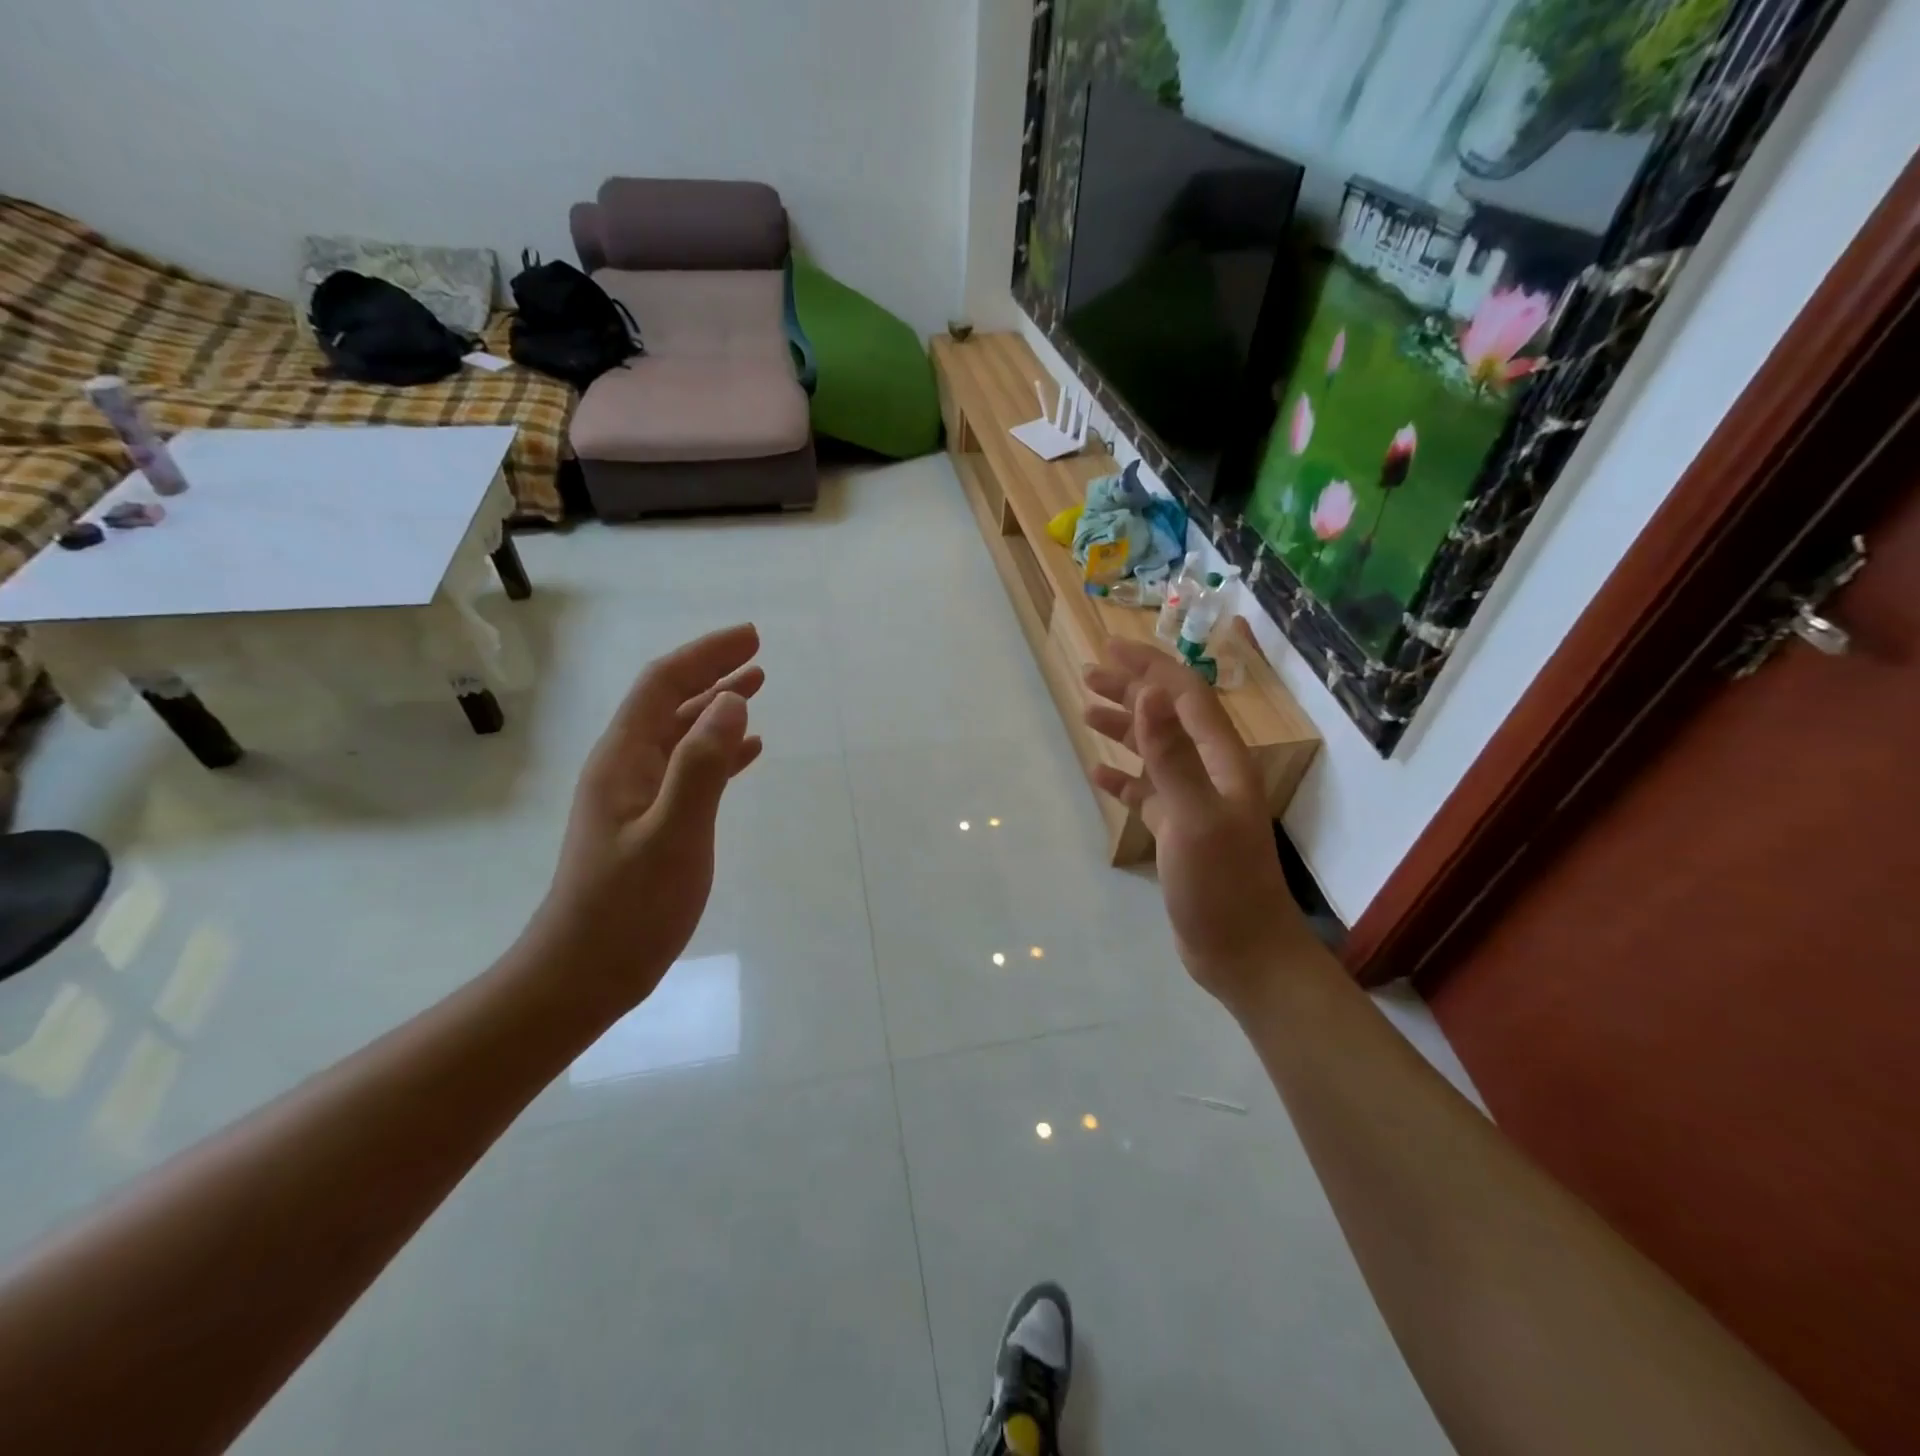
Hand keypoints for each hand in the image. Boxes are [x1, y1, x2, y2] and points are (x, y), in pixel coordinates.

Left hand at [527, 624, 764, 1009]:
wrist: (585, 973)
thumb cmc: (629, 908)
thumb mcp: (673, 834)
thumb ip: (702, 766)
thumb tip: (732, 700)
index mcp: (623, 759)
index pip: (663, 685)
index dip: (706, 655)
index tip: (752, 637)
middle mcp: (626, 767)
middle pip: (671, 702)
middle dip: (713, 672)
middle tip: (758, 654)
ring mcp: (637, 796)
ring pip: (682, 734)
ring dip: (717, 707)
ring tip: (756, 688)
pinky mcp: (651, 822)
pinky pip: (690, 769)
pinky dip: (720, 751)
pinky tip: (748, 752)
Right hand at [1083, 640, 1308, 1013]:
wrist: (1242, 952)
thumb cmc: (1221, 884)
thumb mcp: (1193, 816)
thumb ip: (1171, 754)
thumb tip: (1152, 692)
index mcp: (1222, 761)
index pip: (1185, 697)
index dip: (1150, 667)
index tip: (1111, 647)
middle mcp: (1210, 774)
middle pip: (1168, 718)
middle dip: (1131, 691)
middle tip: (1088, 674)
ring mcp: (1194, 804)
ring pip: (1156, 753)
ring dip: (1124, 729)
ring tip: (1086, 712)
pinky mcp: (1179, 833)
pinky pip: (1147, 793)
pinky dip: (1124, 779)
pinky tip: (1099, 774)